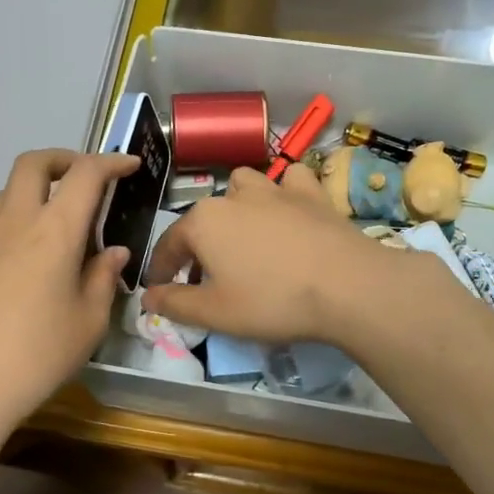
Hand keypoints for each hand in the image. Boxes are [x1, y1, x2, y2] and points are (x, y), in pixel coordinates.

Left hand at [0, 148, 137, 435]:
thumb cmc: (38, 354)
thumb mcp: (89, 321)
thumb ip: (103, 278)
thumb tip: (113, 253)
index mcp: (54, 230)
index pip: (85, 174)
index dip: (111, 162)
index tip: (130, 166)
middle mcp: (16, 222)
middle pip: (34, 163)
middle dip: (64, 158)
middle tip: (88, 178)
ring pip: (10, 189)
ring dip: (39, 187)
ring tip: (64, 219)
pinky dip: (22, 217)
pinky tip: (38, 256)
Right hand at [140, 164, 382, 343]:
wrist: (347, 286)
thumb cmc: (272, 301)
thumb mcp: (215, 313)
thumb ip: (175, 303)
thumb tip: (147, 296)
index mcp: (203, 222)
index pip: (169, 244)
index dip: (162, 269)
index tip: (160, 289)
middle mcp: (234, 196)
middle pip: (204, 217)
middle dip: (199, 244)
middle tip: (206, 277)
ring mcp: (276, 189)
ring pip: (244, 185)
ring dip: (237, 205)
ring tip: (244, 233)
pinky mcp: (312, 193)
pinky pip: (290, 180)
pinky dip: (284, 191)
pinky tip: (288, 209)